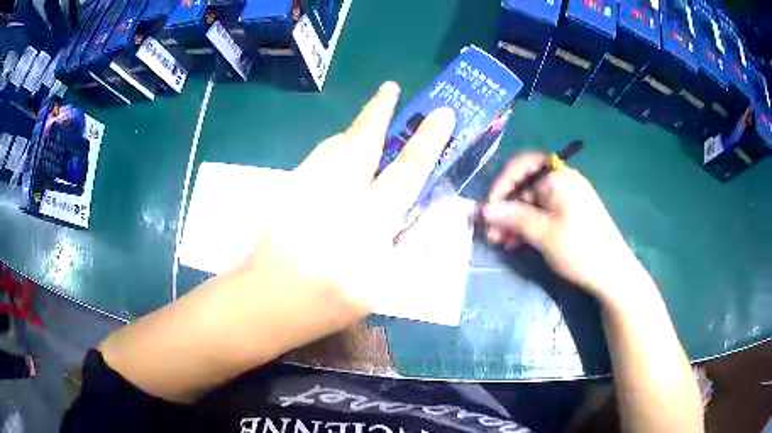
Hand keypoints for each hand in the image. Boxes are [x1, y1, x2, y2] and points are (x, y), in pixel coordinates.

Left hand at [239, 82, 455, 318]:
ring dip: (356, 127)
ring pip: (334, 146)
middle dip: (379, 112)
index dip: (427, 141)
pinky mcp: (285, 192)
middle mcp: (334, 203)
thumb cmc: (325, 306)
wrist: (263, 302)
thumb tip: (418, 209)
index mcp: (365, 232)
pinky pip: (316, 158)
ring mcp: (303, 192)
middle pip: (361, 144)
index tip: (442, 114)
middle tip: (390, 88)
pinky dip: (333, 147)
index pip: (404, 175)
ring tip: (373, 114)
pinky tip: (341, 148)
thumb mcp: (377, 289)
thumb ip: (402, 245)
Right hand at [482, 154, 644, 303]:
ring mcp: (566, 200)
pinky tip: (515, 243)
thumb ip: (513, 218)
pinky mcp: (568, 216)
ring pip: (531, 203)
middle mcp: (562, 182)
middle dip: (505, 207)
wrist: (612, 273)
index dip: (502, 182)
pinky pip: (541, 214)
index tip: (489, 207)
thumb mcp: (543, 233)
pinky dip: (527, 226)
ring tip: (499, 242)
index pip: (522, 165)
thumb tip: (484, 210)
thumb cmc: (579, 248)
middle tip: (490, 231)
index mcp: (558, 177)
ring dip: (513, 220)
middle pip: (525, 185)